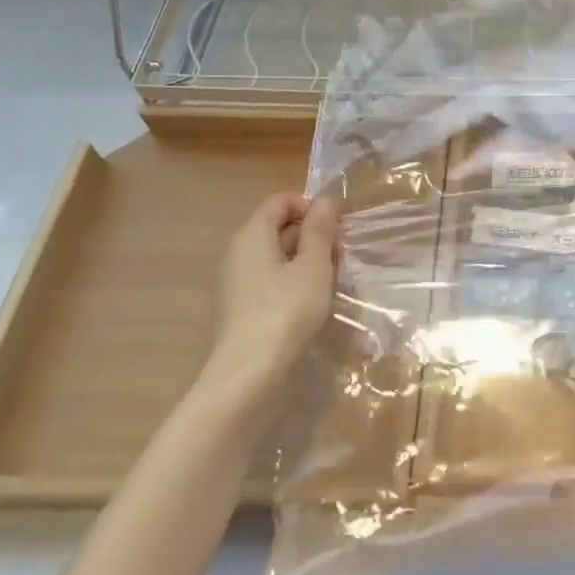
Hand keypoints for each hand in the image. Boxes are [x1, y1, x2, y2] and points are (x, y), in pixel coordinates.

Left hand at [201, 192, 339, 410]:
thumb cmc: (286, 311)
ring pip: (276, 255)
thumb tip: (326, 200)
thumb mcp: (313, 266)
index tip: (337, 228)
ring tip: (330, 281)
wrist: (248, 374)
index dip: (311, 207)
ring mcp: (235, 280)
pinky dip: (292, 281)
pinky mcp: (239, 306)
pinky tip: (310, 302)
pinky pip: (269, 278)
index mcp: (251, 234)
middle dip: (312, 235)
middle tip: (339, 257)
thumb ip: (320, 230)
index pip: (280, 201)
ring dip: (306, 260)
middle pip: (278, 226)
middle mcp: (237, 251)